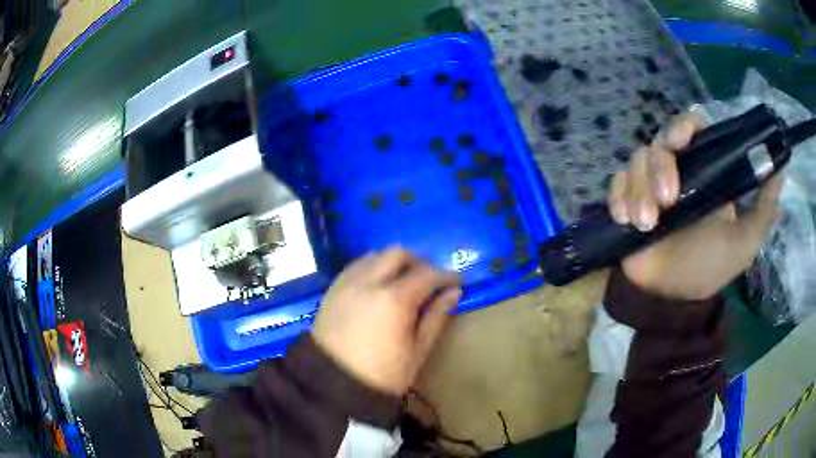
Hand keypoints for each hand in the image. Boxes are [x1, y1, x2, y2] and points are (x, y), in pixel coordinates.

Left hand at [313, 248, 460, 394]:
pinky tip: (379, 285)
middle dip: (419, 262)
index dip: (446, 276)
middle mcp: (368, 282)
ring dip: (393, 262)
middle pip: (398, 254)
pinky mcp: (332, 290)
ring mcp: (347, 283)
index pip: (427, 275)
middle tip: (430, 280)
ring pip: (374, 256)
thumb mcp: (417, 351)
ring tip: (404, 282)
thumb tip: (453, 292)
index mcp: (394, 299)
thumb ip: (436, 317)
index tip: (458, 281)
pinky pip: (355, 266)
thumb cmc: (383, 375)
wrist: (333, 386)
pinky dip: (372, 267)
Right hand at [608, 111, 782, 299]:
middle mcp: (676, 170)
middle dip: (660, 166)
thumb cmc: (711, 267)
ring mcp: (649, 185)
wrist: (672, 300)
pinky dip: (619, 198)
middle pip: (659, 141)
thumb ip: (764, 207)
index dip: (683, 126)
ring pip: (636, 161)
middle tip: (668, 199)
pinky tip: (628, 220)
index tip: (681, 143)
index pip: (691, 128)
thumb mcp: (745, 241)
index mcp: (704, 171)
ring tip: (649, 224)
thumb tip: (779, 168)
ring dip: (640, 190)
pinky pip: (616, 183)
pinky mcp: (627, 201)